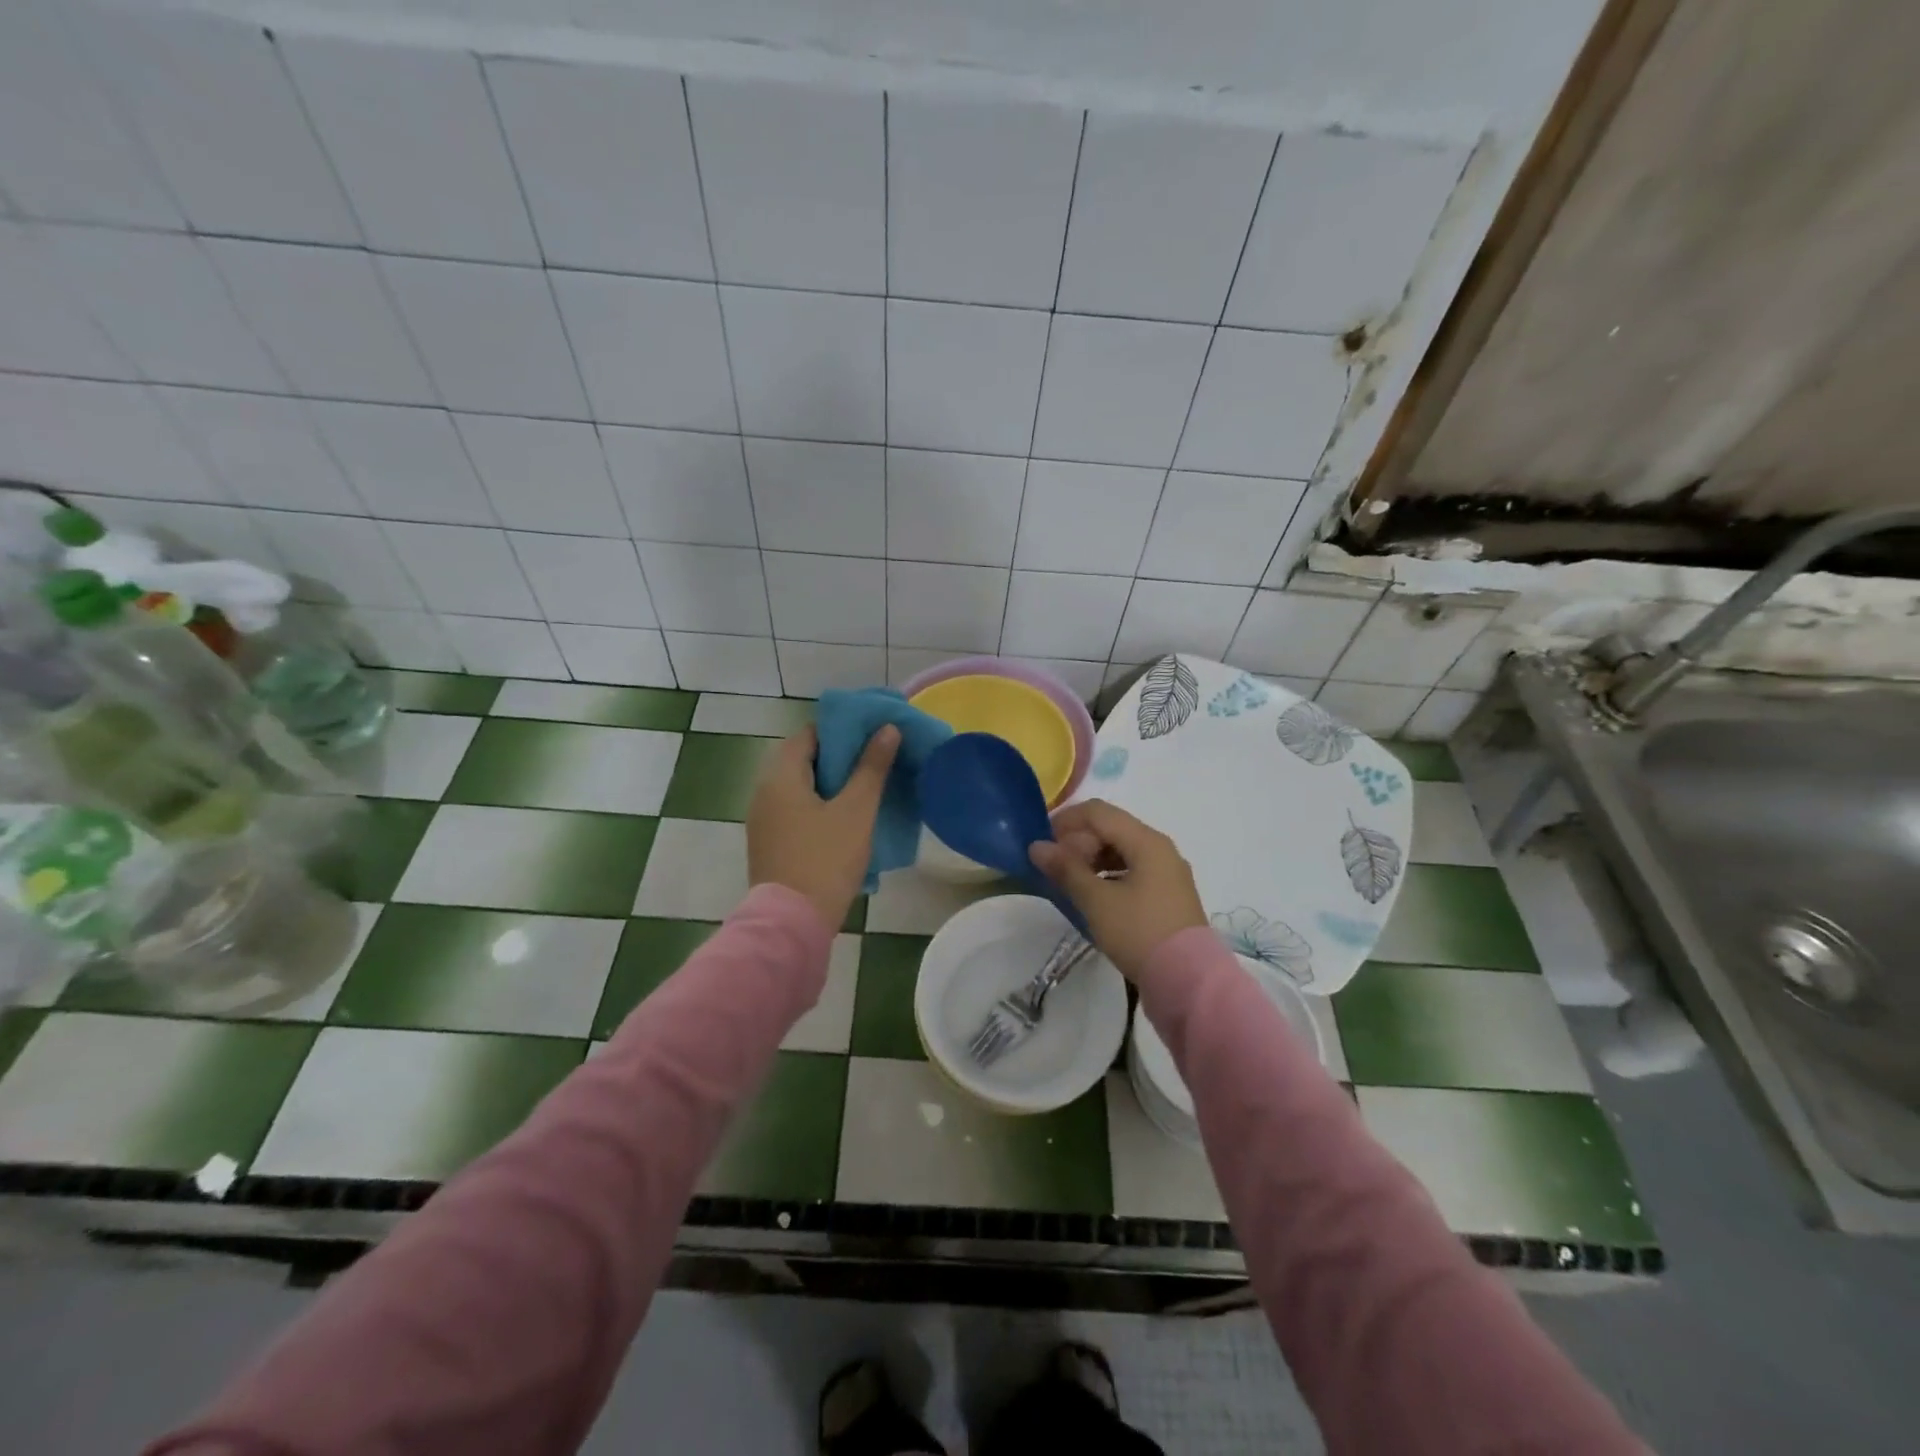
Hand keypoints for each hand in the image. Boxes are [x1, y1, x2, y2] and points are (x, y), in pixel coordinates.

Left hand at [747, 724, 898, 930]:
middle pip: (803, 759)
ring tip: (866, 788)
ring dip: (830, 783)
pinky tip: (845, 818)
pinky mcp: (769, 842)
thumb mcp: (856, 810)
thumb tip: (888, 728)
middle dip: (840, 757)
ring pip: (800, 786)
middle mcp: (763, 791)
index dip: (842, 730)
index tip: (872, 735)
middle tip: (875, 761)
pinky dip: (818, 805)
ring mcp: (763, 819)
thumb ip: (872, 767)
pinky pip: (795, 809)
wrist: (793, 922)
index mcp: (780, 776)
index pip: (809, 734)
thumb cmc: (826, 859)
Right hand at [1029, 799, 1207, 981]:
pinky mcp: (1167, 895)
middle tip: (1053, 868)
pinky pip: (1131, 871)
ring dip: (1091, 859)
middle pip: (1110, 829)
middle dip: (1077, 841)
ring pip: (1121, 850)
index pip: (1098, 812)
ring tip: (1068, 883)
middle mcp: (1160, 849)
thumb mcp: (1097, 901)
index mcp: (1146, 841)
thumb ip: (1065, 869)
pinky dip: (1107, 875)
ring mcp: (1166, 873)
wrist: (1188, 982)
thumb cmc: (1139, 933)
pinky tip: (1091, 896)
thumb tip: (1036, 846)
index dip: (1065, 821)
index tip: (1041, 843)